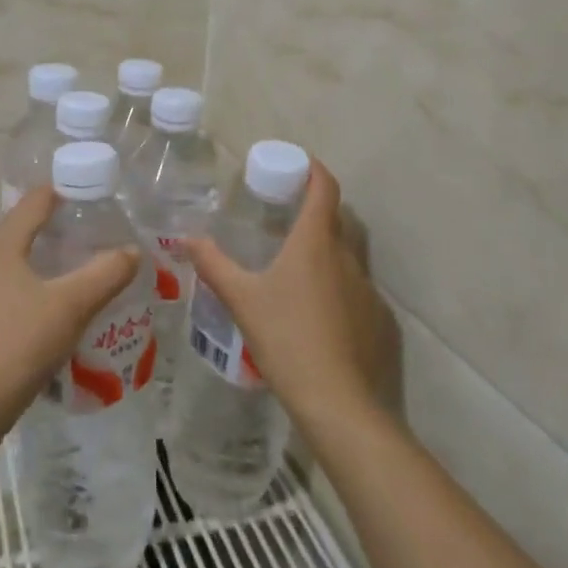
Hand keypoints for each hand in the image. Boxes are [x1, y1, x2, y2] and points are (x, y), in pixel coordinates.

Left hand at [0, 186, 140, 414]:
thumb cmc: (20, 342)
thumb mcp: (72, 304)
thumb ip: (106, 273)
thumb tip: (132, 251)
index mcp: (1, 247)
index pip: (33, 203)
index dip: (63, 191)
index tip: (93, 193)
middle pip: (22, 231)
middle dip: (56, 227)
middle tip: (93, 231)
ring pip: (15, 264)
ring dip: (45, 260)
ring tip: (79, 268)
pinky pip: (9, 291)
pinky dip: (34, 287)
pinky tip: (54, 308)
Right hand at [184, 160, 392, 431]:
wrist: (339, 403)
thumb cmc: (287, 339)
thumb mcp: (242, 301)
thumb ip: (214, 265)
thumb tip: (187, 238)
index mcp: (316, 242)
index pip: (325, 188)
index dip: (315, 170)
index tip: (300, 165)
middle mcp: (348, 257)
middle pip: (339, 219)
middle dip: (319, 210)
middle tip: (289, 217)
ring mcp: (368, 289)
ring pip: (349, 257)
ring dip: (328, 252)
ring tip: (299, 270)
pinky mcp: (380, 321)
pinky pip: (358, 292)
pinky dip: (340, 290)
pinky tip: (319, 316)